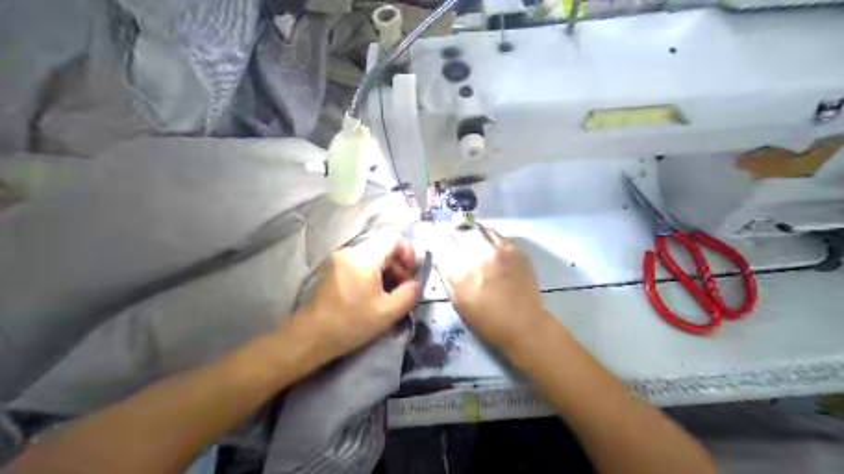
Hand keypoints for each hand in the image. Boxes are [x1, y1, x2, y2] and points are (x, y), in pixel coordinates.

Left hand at [290, 232, 420, 365]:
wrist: (311, 336)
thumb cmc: (351, 323)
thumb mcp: (388, 312)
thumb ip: (409, 293)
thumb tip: (415, 283)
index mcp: (364, 258)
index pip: (393, 237)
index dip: (407, 251)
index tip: (409, 273)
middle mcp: (350, 251)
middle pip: (382, 246)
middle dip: (397, 264)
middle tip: (402, 287)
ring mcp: (339, 258)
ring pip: (371, 255)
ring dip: (385, 270)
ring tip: (387, 294)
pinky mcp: (332, 268)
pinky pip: (359, 262)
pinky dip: (371, 273)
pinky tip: (371, 294)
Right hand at [439, 225, 551, 351]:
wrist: (524, 324)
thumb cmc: (487, 321)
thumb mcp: (458, 304)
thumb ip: (448, 278)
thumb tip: (442, 260)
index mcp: (461, 272)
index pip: (443, 247)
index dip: (438, 244)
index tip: (437, 245)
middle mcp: (478, 256)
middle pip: (460, 234)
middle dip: (454, 236)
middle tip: (453, 240)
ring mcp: (499, 250)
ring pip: (479, 230)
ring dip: (471, 233)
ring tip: (470, 238)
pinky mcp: (515, 250)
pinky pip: (497, 235)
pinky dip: (488, 237)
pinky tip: (488, 244)